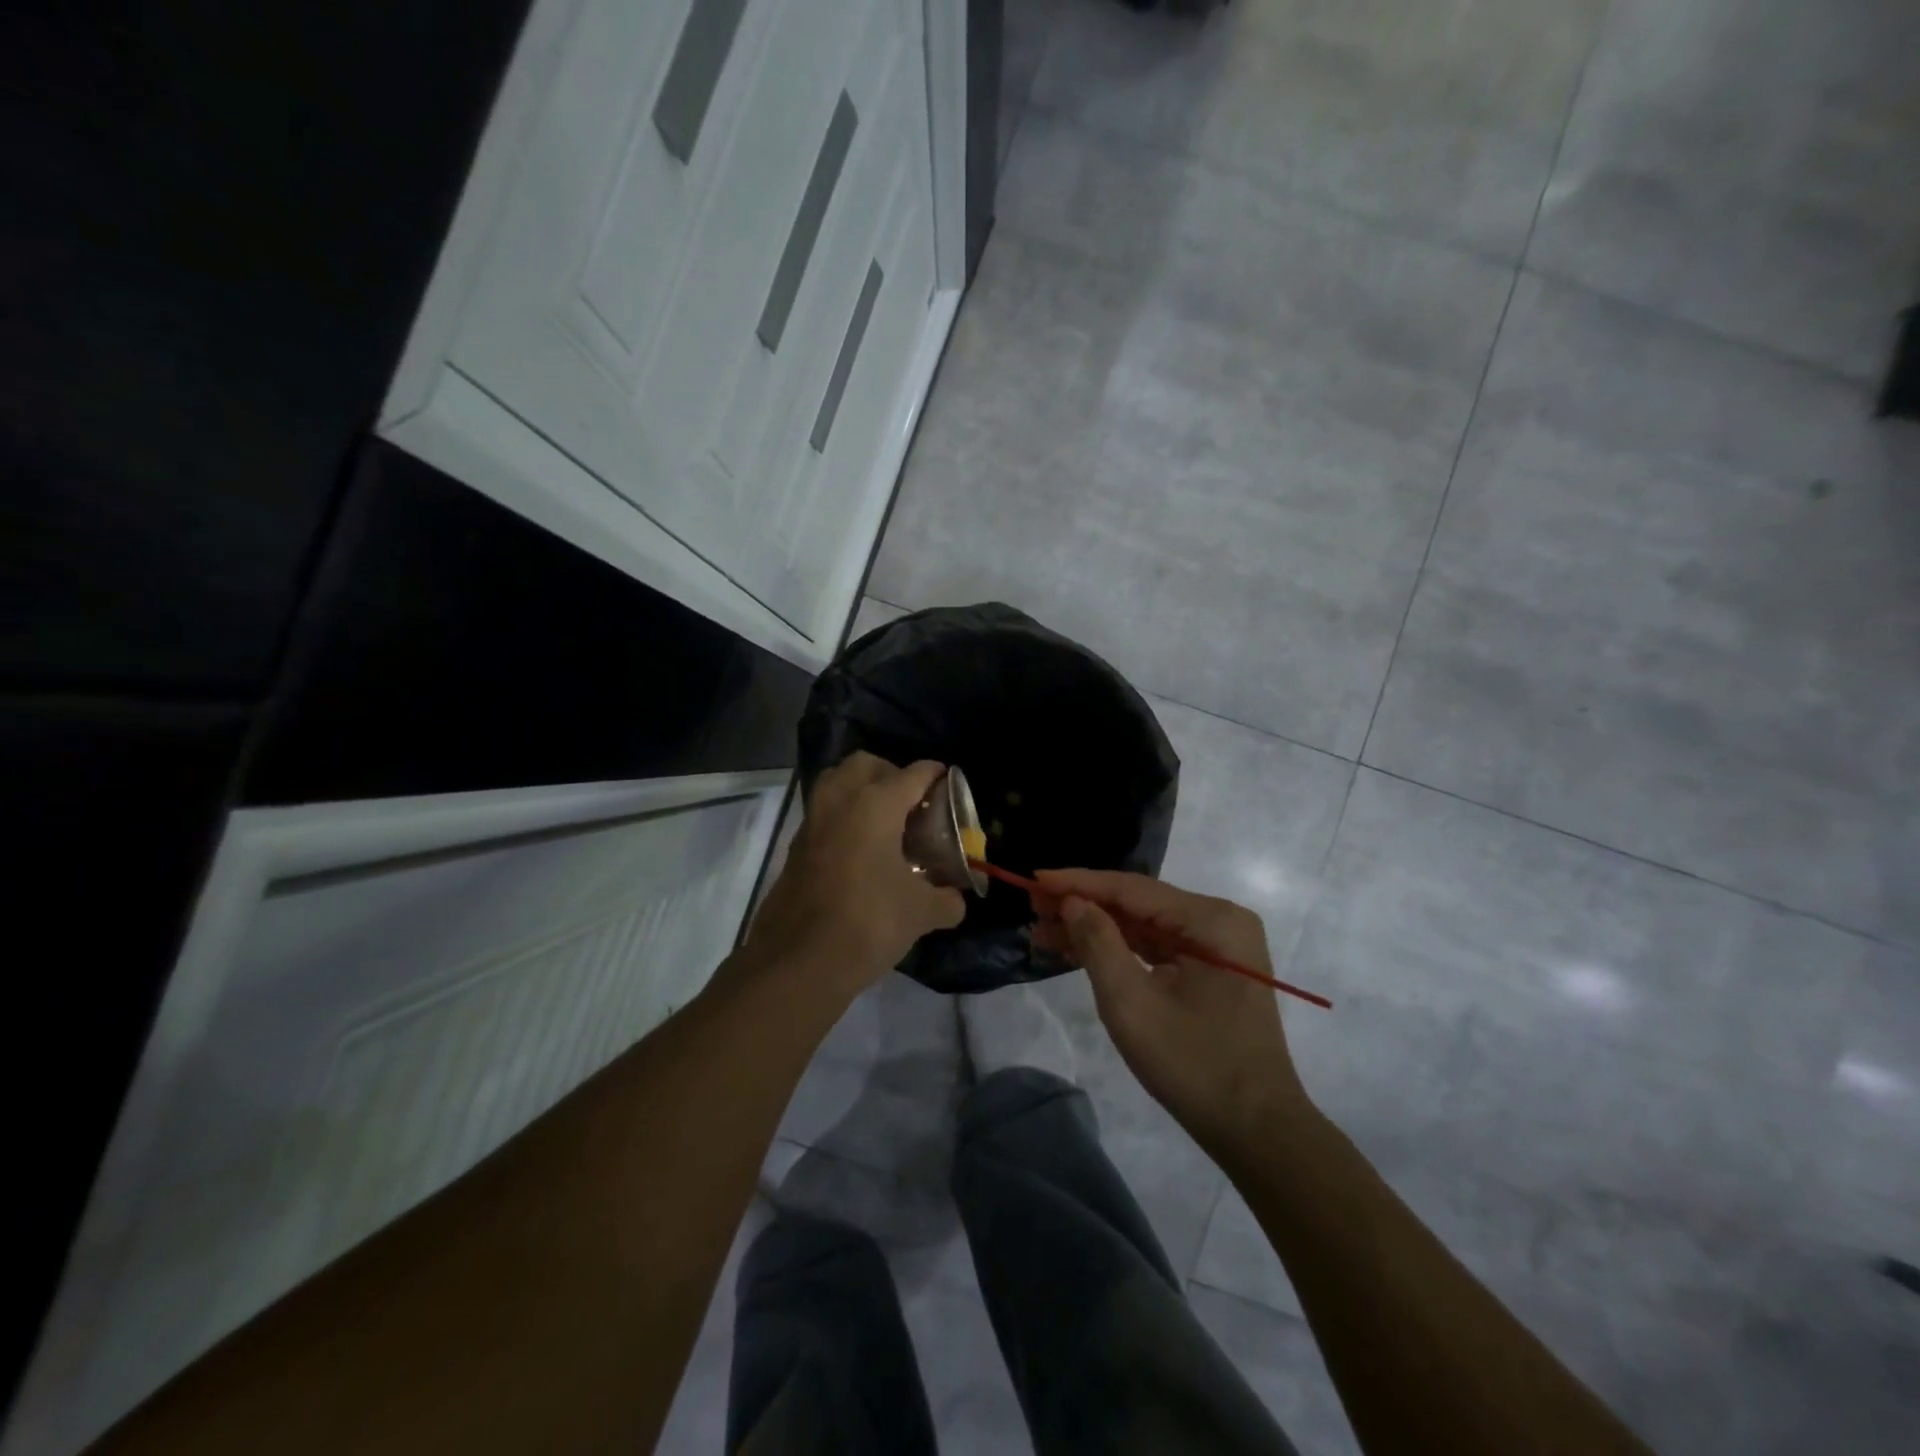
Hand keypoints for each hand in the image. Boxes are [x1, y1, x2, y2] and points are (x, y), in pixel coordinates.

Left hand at [744, 753, 965, 1002]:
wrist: (799, 961)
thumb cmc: (869, 922)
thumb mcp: (921, 912)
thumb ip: (946, 899)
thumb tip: (955, 899)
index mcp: (876, 804)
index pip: (913, 774)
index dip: (936, 776)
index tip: (949, 785)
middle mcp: (840, 800)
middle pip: (867, 764)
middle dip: (892, 773)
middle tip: (913, 804)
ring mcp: (813, 821)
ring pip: (837, 782)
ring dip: (862, 790)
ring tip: (886, 823)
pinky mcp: (796, 846)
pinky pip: (824, 813)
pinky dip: (844, 817)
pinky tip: (863, 851)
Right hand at [1033, 869, 1309, 1151]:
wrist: (1256, 1130)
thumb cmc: (1193, 1064)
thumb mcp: (1132, 1003)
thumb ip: (1098, 943)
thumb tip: (1072, 901)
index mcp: (1211, 920)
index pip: (1132, 889)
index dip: (1078, 883)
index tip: (1034, 879)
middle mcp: (1220, 921)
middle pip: (1138, 903)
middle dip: (1084, 905)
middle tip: (1033, 907)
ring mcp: (1219, 946)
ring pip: (1145, 925)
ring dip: (1096, 928)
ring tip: (1044, 929)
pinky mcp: (1212, 970)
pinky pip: (1158, 947)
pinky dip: (1119, 948)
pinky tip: (1079, 949)